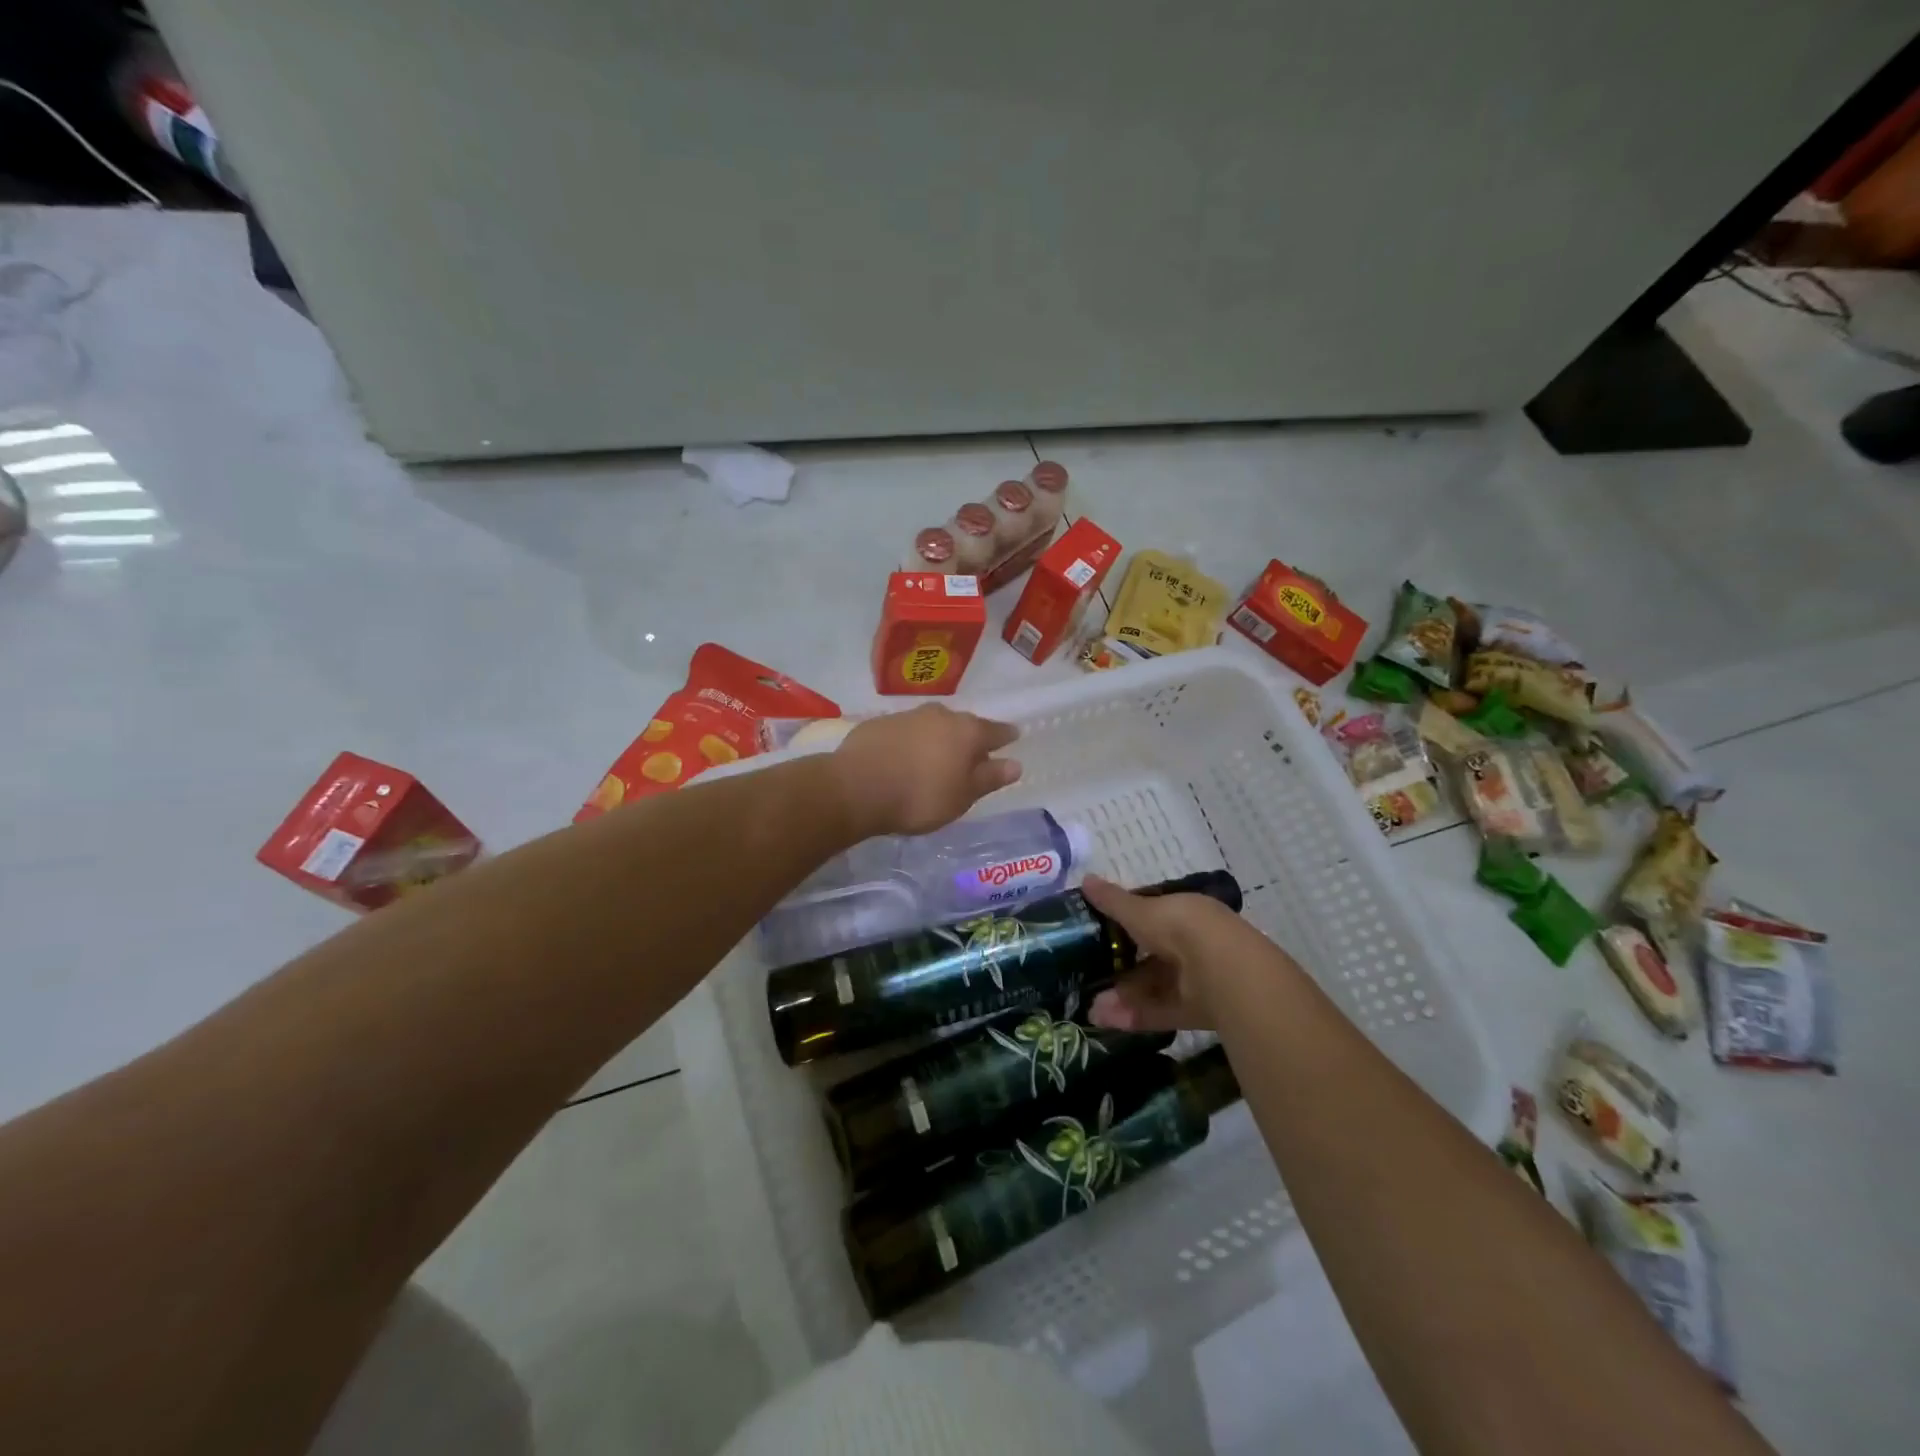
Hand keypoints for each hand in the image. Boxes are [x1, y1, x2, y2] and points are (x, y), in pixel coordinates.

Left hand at [830, 705, 1020, 837]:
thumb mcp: (961, 796)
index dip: (1005, 736)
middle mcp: (939, 715)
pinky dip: (910, 742)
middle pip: (962, 724)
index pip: (995, 731)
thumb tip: (1016, 764)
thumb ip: (989, 778)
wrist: (856, 787)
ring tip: (934, 758)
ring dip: (937, 738)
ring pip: (932, 725)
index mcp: (966, 731)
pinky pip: (904, 731)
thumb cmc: (919, 796)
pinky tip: (902, 759)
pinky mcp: (878, 723)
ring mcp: (907, 715)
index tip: (1012, 737)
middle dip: (969, 737)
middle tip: (970, 755)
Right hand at [1080, 874, 1272, 1030]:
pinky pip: (1161, 1010)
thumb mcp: (1140, 911)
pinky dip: (1135, 1014)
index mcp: (1185, 914)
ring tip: (1091, 1006)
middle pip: (1151, 956)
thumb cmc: (1180, 927)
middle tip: (1090, 976)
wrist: (1223, 969)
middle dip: (1120, 967)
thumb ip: (1112, 901)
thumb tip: (1084, 879)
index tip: (1099, 933)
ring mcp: (1197, 978)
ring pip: (1154, 986)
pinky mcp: (1198, 1010)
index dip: (1127, 923)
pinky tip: (1106, 1019)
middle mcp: (1193, 944)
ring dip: (1123, 995)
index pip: (1153, 916)